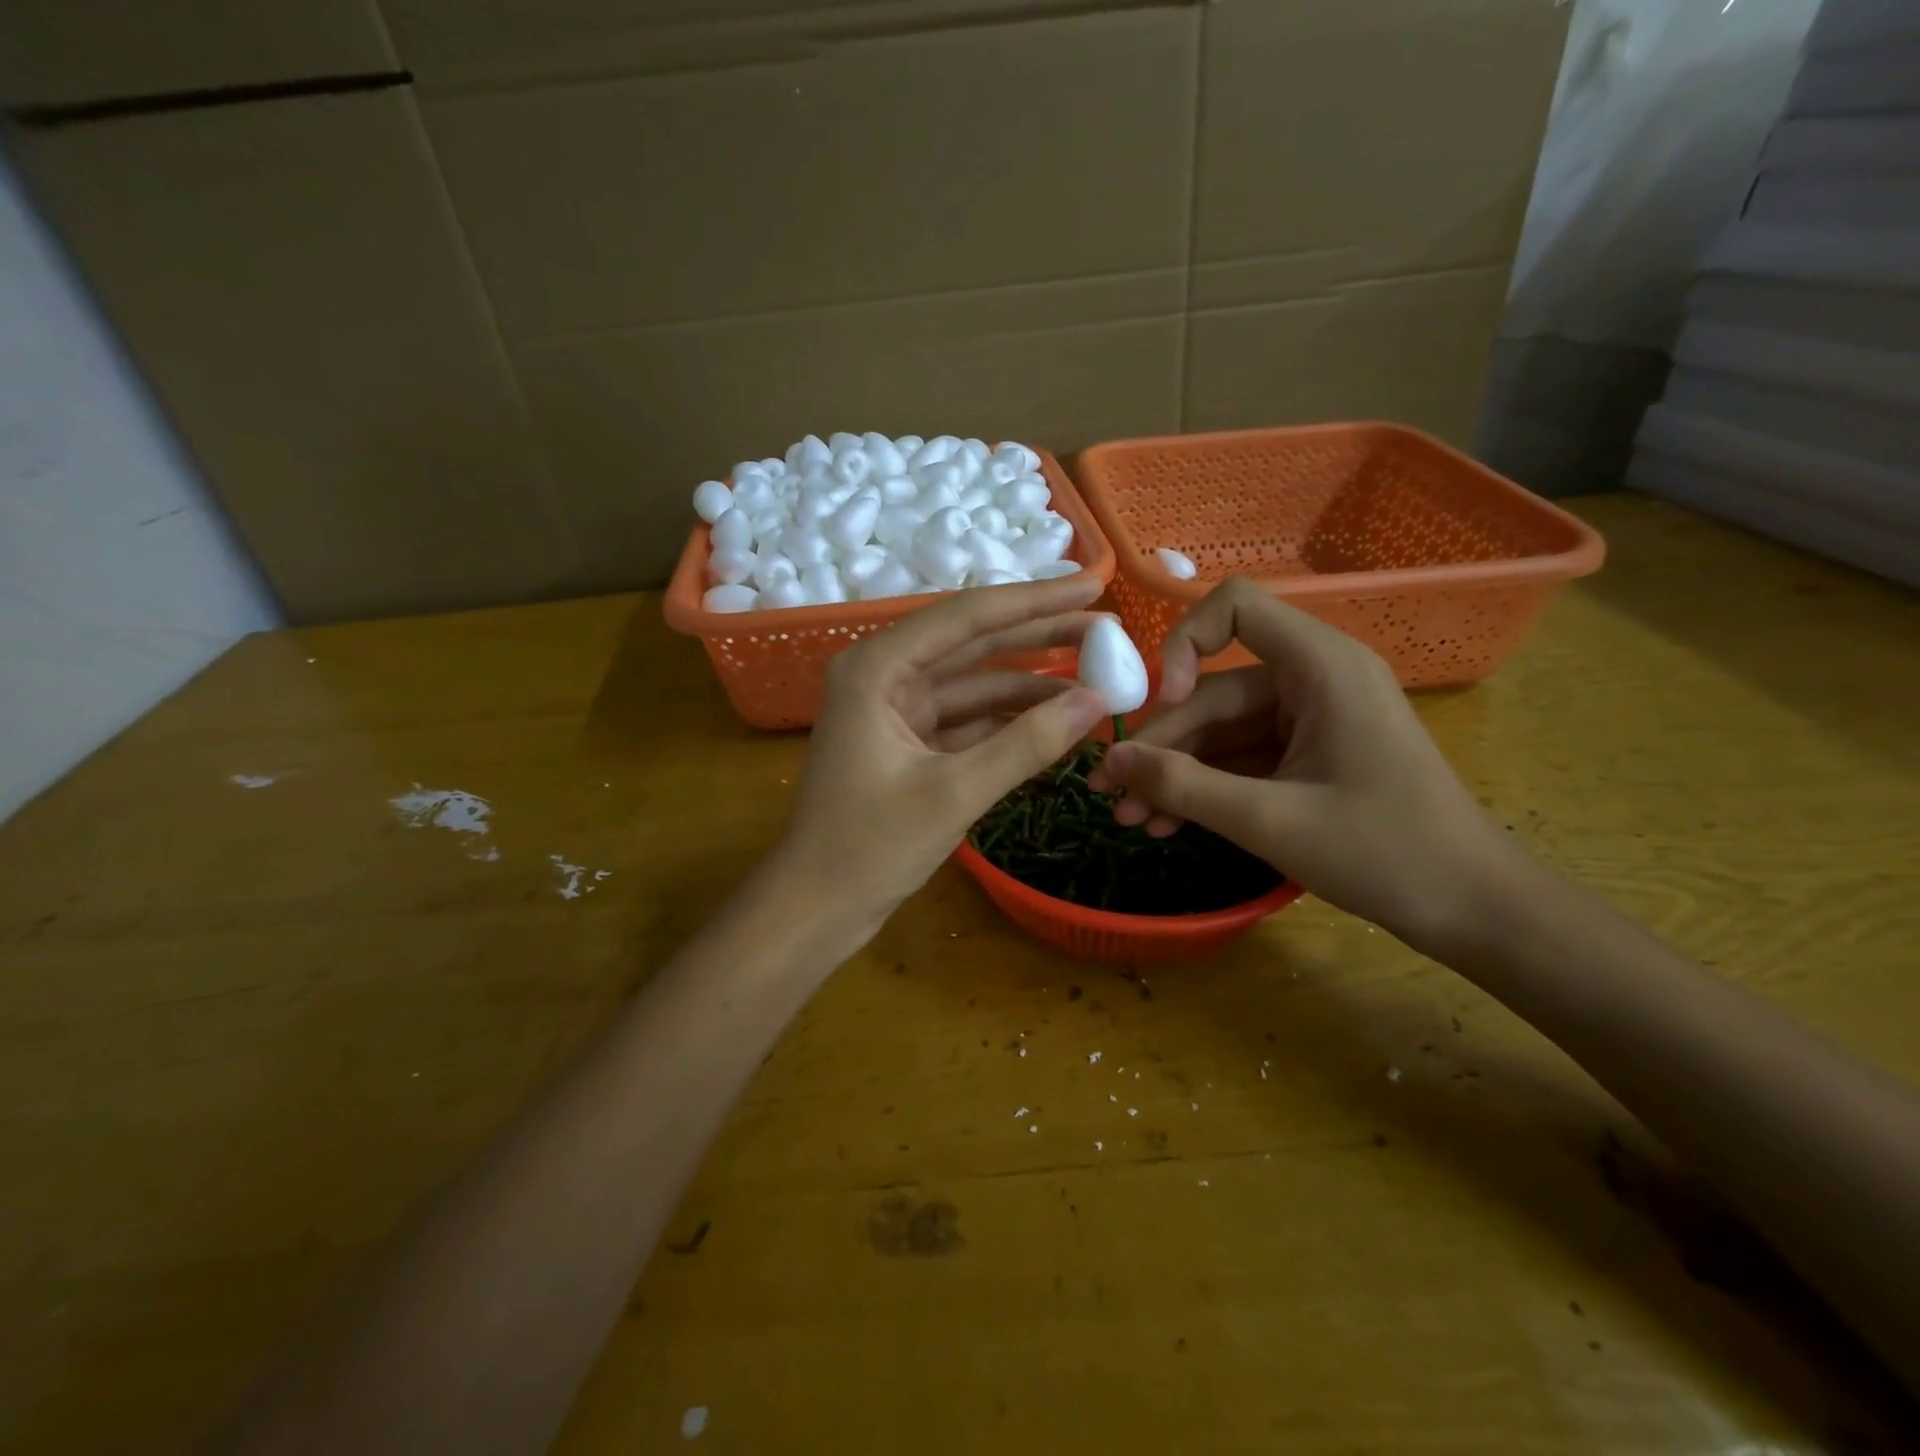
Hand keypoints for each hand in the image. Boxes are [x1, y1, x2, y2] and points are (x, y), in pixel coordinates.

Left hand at [774, 577, 1110, 933]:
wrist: (815, 907)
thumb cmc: (868, 848)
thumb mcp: (954, 793)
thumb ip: (1026, 744)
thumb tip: (1096, 701)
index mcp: (877, 667)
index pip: (968, 617)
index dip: (1036, 600)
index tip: (1093, 586)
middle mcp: (884, 675)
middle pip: (974, 643)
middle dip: (1040, 637)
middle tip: (1106, 630)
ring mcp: (896, 709)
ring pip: (975, 683)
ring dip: (1030, 684)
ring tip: (1097, 680)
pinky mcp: (908, 742)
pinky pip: (968, 719)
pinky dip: (1008, 721)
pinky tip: (1057, 722)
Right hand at [1087, 578, 1513, 950]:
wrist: (1472, 908)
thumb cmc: (1385, 853)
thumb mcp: (1270, 820)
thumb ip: (1183, 787)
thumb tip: (1111, 761)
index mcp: (1321, 667)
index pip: (1234, 608)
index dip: (1183, 645)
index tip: (1164, 706)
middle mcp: (1313, 680)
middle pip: (1213, 691)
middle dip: (1160, 745)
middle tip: (1110, 792)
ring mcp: (1310, 721)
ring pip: (1220, 732)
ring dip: (1174, 774)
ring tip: (1129, 820)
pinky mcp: (1308, 756)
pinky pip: (1241, 759)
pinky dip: (1205, 788)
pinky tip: (1166, 824)